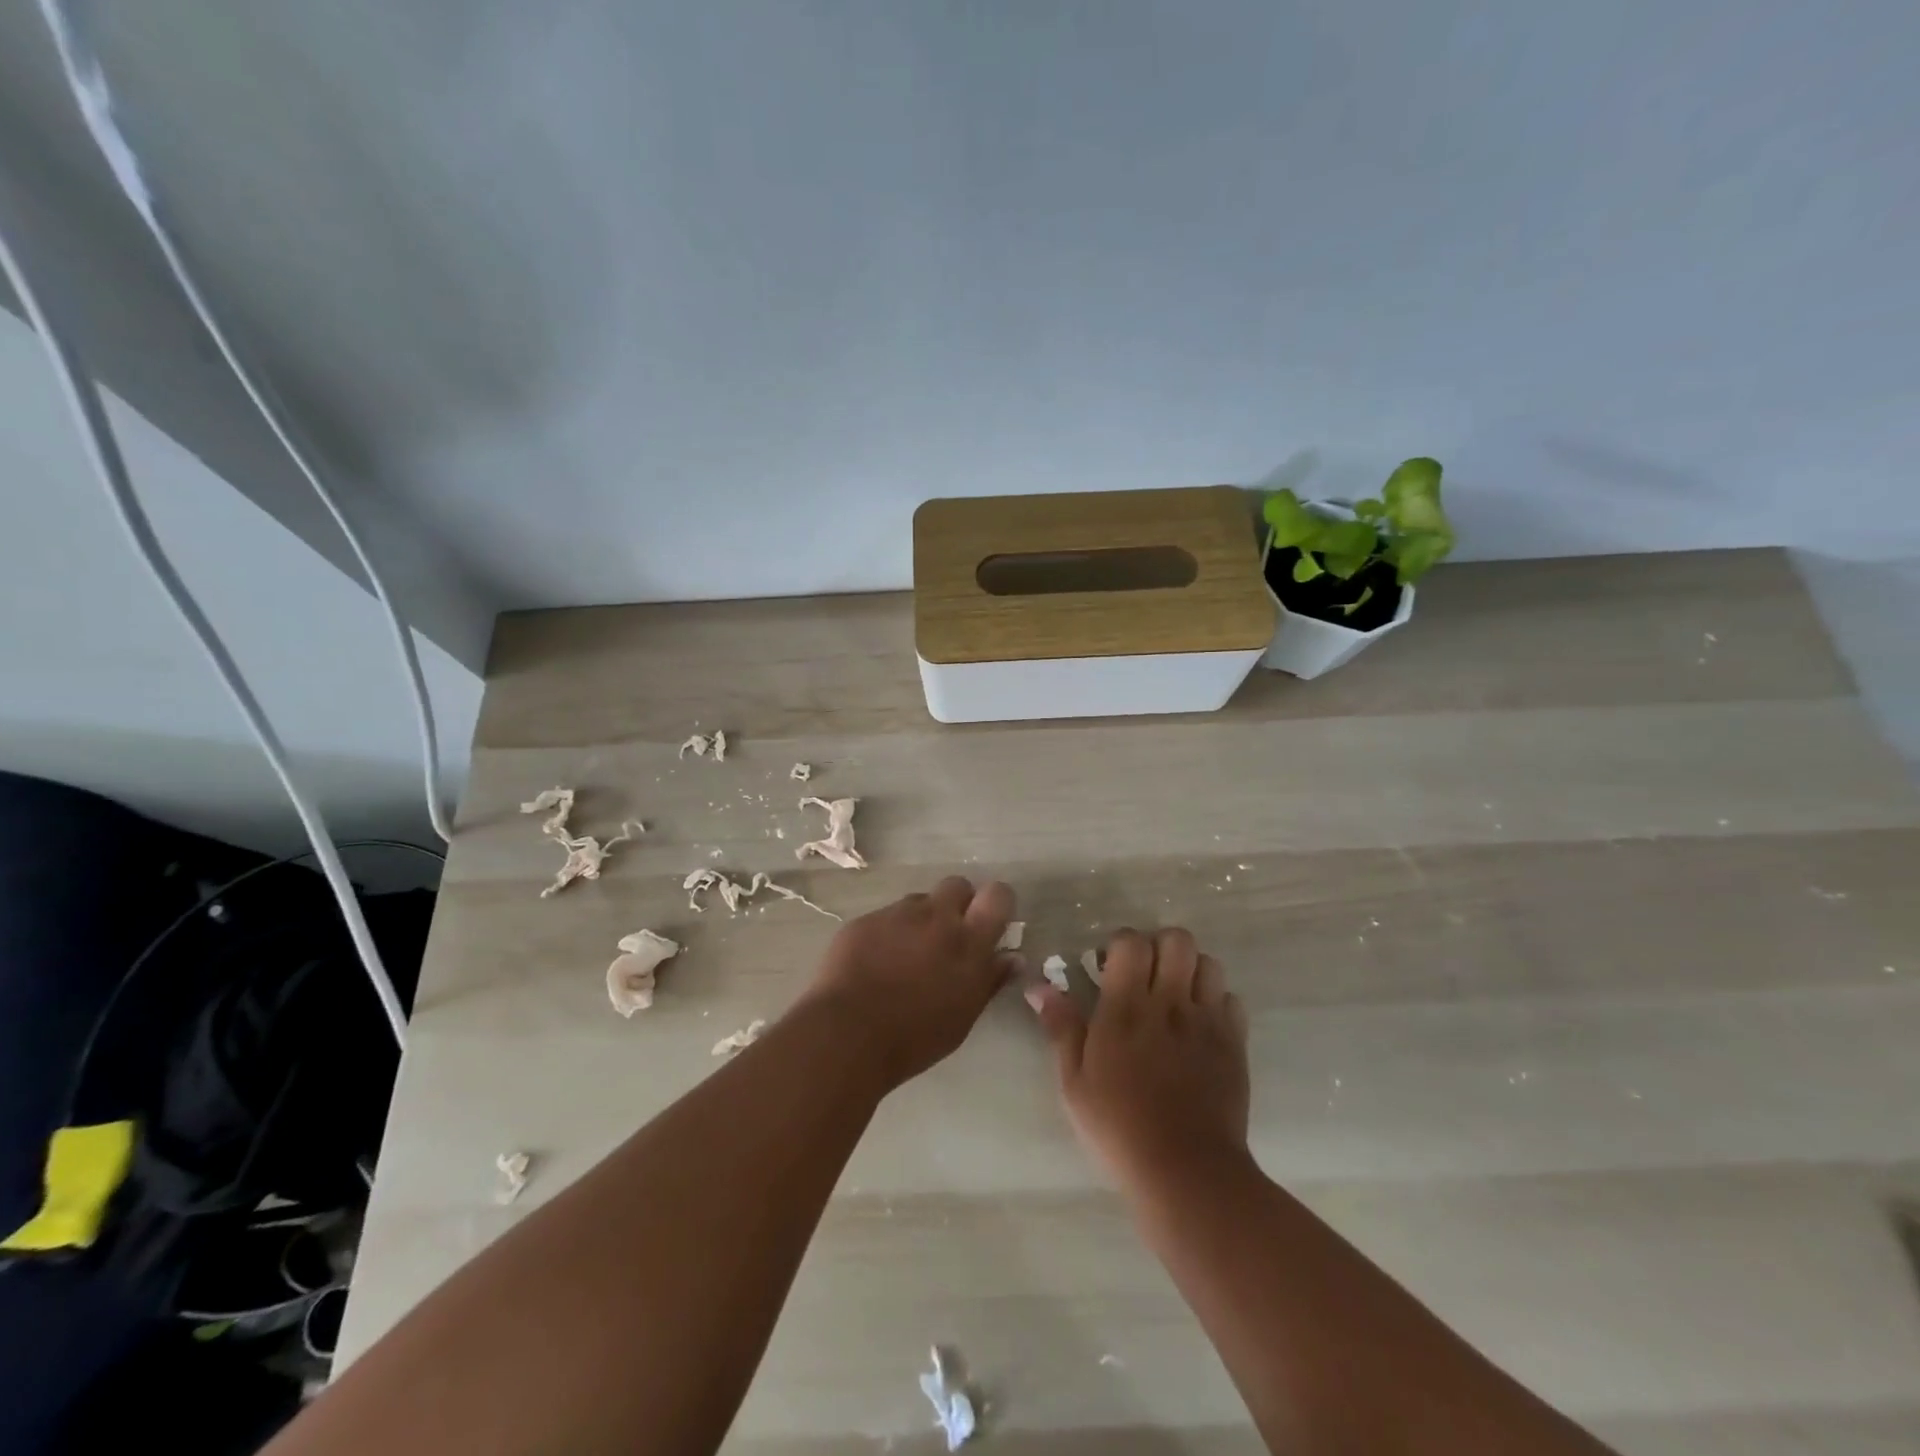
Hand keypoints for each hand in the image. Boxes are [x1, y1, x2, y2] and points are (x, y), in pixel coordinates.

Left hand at [800, 877, 1016, 1090]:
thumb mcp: (963, 1016)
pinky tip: (875, 963)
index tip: (990, 923)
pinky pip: (886, 917)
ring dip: (921, 920)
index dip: (996, 903)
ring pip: (919, 901)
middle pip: (957, 885)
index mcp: (968, 941)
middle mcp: (936, 916)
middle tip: (948, 937)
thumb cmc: (915, 1036)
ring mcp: (897, 914)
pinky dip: (888, 933)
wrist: (847, 1033)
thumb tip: (1013, 957)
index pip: (998, 895)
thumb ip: (989, 980)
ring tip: (906, 956)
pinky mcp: (866, 920)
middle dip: (958, 903)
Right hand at [1027, 927, 1251, 1194]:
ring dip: (1190, 970)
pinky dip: (1217, 1002)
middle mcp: (1170, 1002)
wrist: (1186, 1172)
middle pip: (1176, 940)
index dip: (1120, 945)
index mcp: (1126, 1007)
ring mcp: (1207, 1021)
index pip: (1131, 942)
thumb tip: (1039, 987)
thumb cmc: (1118, 1127)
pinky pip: (1232, 1000)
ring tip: (1175, 995)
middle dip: (1159, 946)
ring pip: (1209, 963)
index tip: (1109, 968)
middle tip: (1145, 975)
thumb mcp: (1075, 1082)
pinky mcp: (1234, 1044)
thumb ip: (1061, 1027)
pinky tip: (1200, 1025)